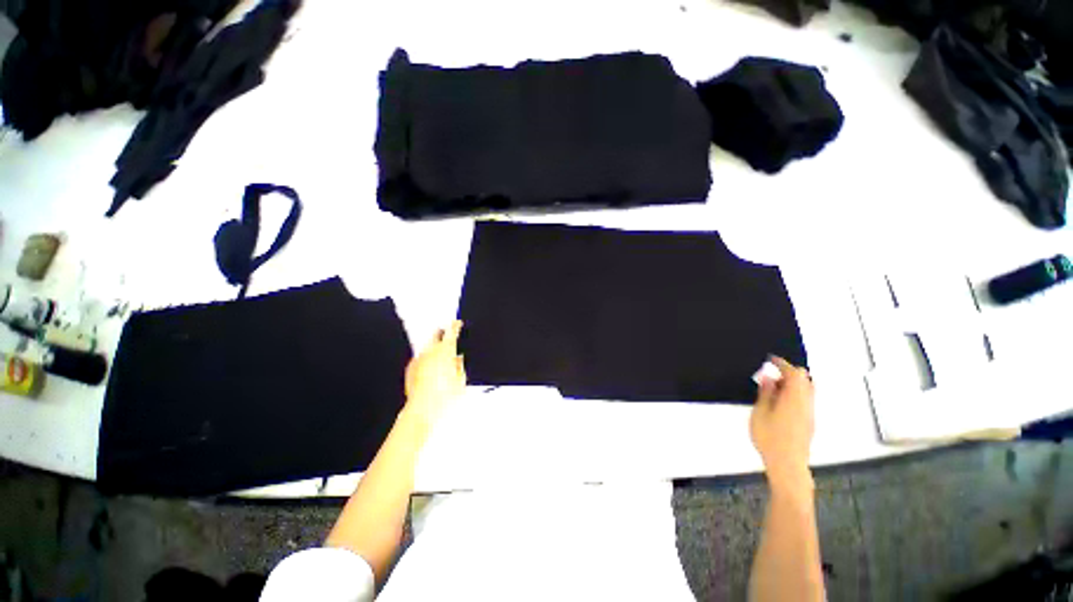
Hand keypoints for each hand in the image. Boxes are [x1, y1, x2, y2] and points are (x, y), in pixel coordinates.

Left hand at [403, 321, 466, 425]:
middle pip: (435, 334)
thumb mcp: (461, 380)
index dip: (455, 326)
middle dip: (442, 332)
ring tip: (441, 357)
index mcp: (445, 351)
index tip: (458, 323)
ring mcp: (418, 359)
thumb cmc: (445, 396)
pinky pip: (420, 358)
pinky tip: (431, 369)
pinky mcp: (410, 369)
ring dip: (434, 348)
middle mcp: (430, 351)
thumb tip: (457, 358)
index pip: (451, 332)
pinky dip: (426, 359)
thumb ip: (459, 365)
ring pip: (427, 347)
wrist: (422, 411)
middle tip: (448, 335)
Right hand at [750, 356, 814, 489]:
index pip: (794, 373)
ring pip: (807, 390)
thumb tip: (769, 377)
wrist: (787, 465)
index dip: (782, 363)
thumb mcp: (760, 412)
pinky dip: (794, 393)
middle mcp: (807, 403)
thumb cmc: (770, 437)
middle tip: (770, 375)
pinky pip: (805, 399)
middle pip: (805, 379)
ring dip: (792, 384)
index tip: (769, 359)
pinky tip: (779, 402)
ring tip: (772, 388)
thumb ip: (766, 393)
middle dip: (789, 372)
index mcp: (795, 398)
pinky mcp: (809, 422)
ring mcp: (810, 413)